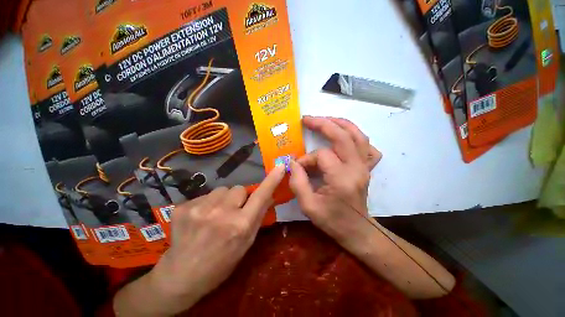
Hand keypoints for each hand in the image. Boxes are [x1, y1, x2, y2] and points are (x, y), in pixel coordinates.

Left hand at [113, 165, 285, 315]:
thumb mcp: (246, 243)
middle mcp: (222, 214)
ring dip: (223, 199)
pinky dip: (206, 204)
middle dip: (239, 197)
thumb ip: (258, 217)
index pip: (261, 196)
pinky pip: (204, 195)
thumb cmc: (221, 263)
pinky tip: (199, 218)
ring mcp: (199, 209)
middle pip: (239, 188)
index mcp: (240, 226)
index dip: (272, 180)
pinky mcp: (183, 208)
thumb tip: (268, 196)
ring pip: (222, 189)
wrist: (181, 277)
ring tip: (214, 215)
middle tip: (232, 212)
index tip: (280, 166)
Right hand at [289, 116, 381, 246]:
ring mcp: (365, 166)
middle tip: (307, 119)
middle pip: (343, 136)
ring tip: (325, 119)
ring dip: (340, 124)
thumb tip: (293, 163)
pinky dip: (356, 136)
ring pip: (357, 135)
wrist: (357, 230)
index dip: (306, 159)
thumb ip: (297, 182)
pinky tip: (345, 135)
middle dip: (323, 124)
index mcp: (342, 179)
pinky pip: (366, 145)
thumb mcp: (308, 206)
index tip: (298, 167)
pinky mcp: (366, 167)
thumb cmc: (332, 221)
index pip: (322, 156)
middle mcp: (357, 168)